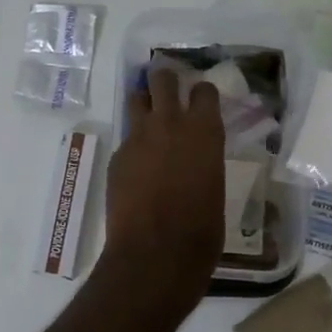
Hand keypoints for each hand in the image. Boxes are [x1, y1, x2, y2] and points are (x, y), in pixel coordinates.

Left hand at [106, 70, 224, 288]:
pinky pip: (127, 140)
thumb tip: (195, 160)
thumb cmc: (202, 229)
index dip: (202, 93)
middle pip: (162, 79)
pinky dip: (134, 146)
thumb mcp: (214, 186)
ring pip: (137, 100)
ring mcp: (138, 137)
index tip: (202, 99)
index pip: (204, 90)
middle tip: (169, 91)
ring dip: (145, 104)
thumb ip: (203, 161)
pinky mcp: (117, 156)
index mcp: (205, 131)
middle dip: (165, 80)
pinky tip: (138, 169)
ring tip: (150, 119)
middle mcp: (170, 123)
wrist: (155, 252)